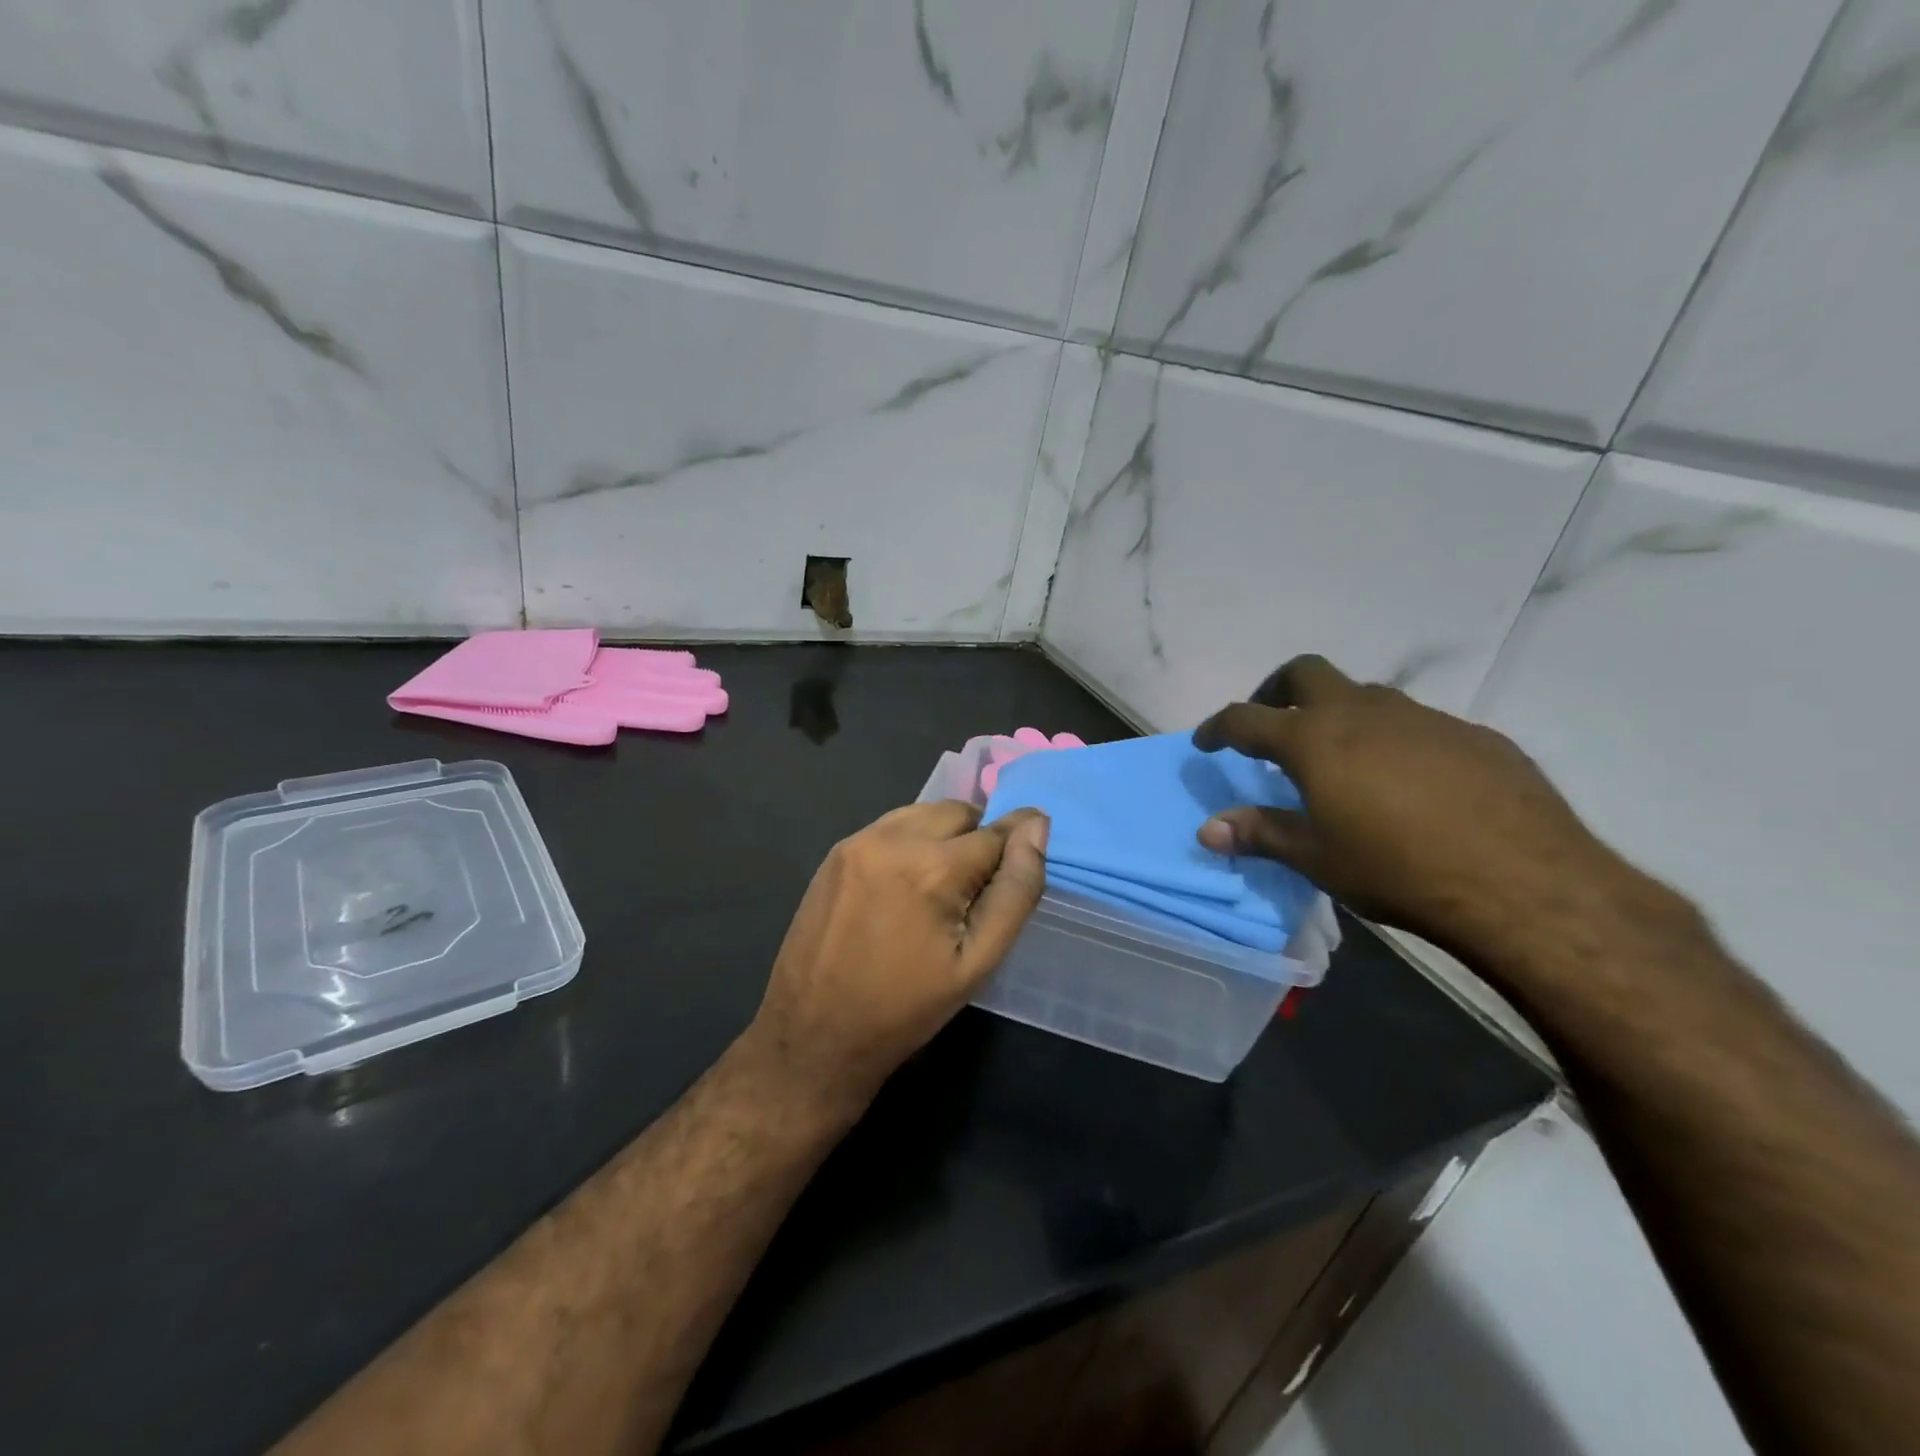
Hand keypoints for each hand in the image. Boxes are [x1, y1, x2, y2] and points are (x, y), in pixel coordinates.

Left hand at [745, 801, 1049, 1112]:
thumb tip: (1037, 829)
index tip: (1025, 862)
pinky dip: (911, 842)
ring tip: (940, 888)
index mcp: (932, 866)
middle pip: (959, 813)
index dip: (1015, 848)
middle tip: (975, 891)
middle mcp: (893, 838)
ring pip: (923, 814)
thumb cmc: (905, 1007)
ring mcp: (858, 841)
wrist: (814, 1033)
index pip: (996, 832)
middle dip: (978, 841)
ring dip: (944, 836)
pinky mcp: (836, 852)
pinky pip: (890, 827)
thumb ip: (1015, 891)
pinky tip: (905, 886)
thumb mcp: (977, 962)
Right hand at [1193, 655, 1635, 967]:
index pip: (1247, 718)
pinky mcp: (1472, 735)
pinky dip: (1392, 740)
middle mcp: (1364, 712)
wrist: (1525, 883)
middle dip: (1276, 689)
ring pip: (1365, 695)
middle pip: (1305, 672)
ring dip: (1338, 714)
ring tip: (1340, 760)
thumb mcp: (1318, 859)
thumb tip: (1207, 828)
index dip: (1218, 727)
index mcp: (1315, 739)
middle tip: (1271, 723)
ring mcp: (1423, 717)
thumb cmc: (1398, 870)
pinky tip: (1409, 785)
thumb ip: (1260, 834)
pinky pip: (1416, 724)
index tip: (1206, 741)